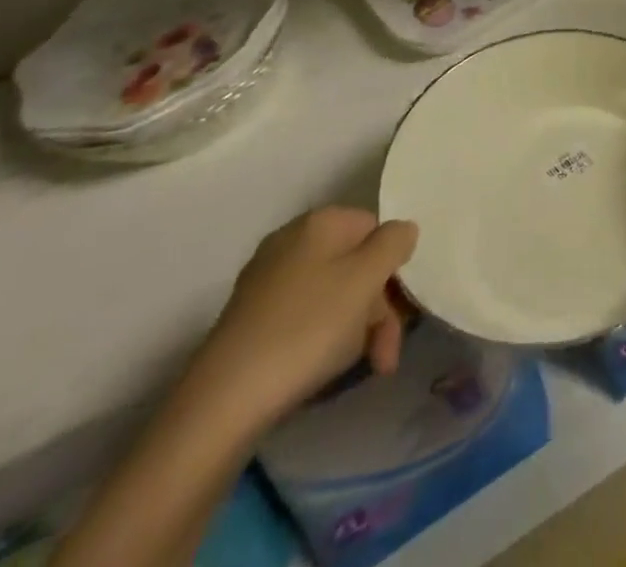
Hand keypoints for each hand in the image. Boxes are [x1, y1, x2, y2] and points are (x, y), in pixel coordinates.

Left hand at [186, 208, 418, 431]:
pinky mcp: (250, 319)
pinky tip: (324, 368)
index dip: (395, 269)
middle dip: (379, 309)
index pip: (378, 229)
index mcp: (321, 222)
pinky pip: (304, 316)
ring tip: (363, 368)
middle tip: (386, 355)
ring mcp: (266, 280)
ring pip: (333, 294)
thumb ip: (394, 243)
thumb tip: (402, 230)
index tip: (403, 313)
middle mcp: (292, 240)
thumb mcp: (366, 278)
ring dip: (357, 329)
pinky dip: (323, 339)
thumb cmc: (307, 329)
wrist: (222, 404)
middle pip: (356, 264)